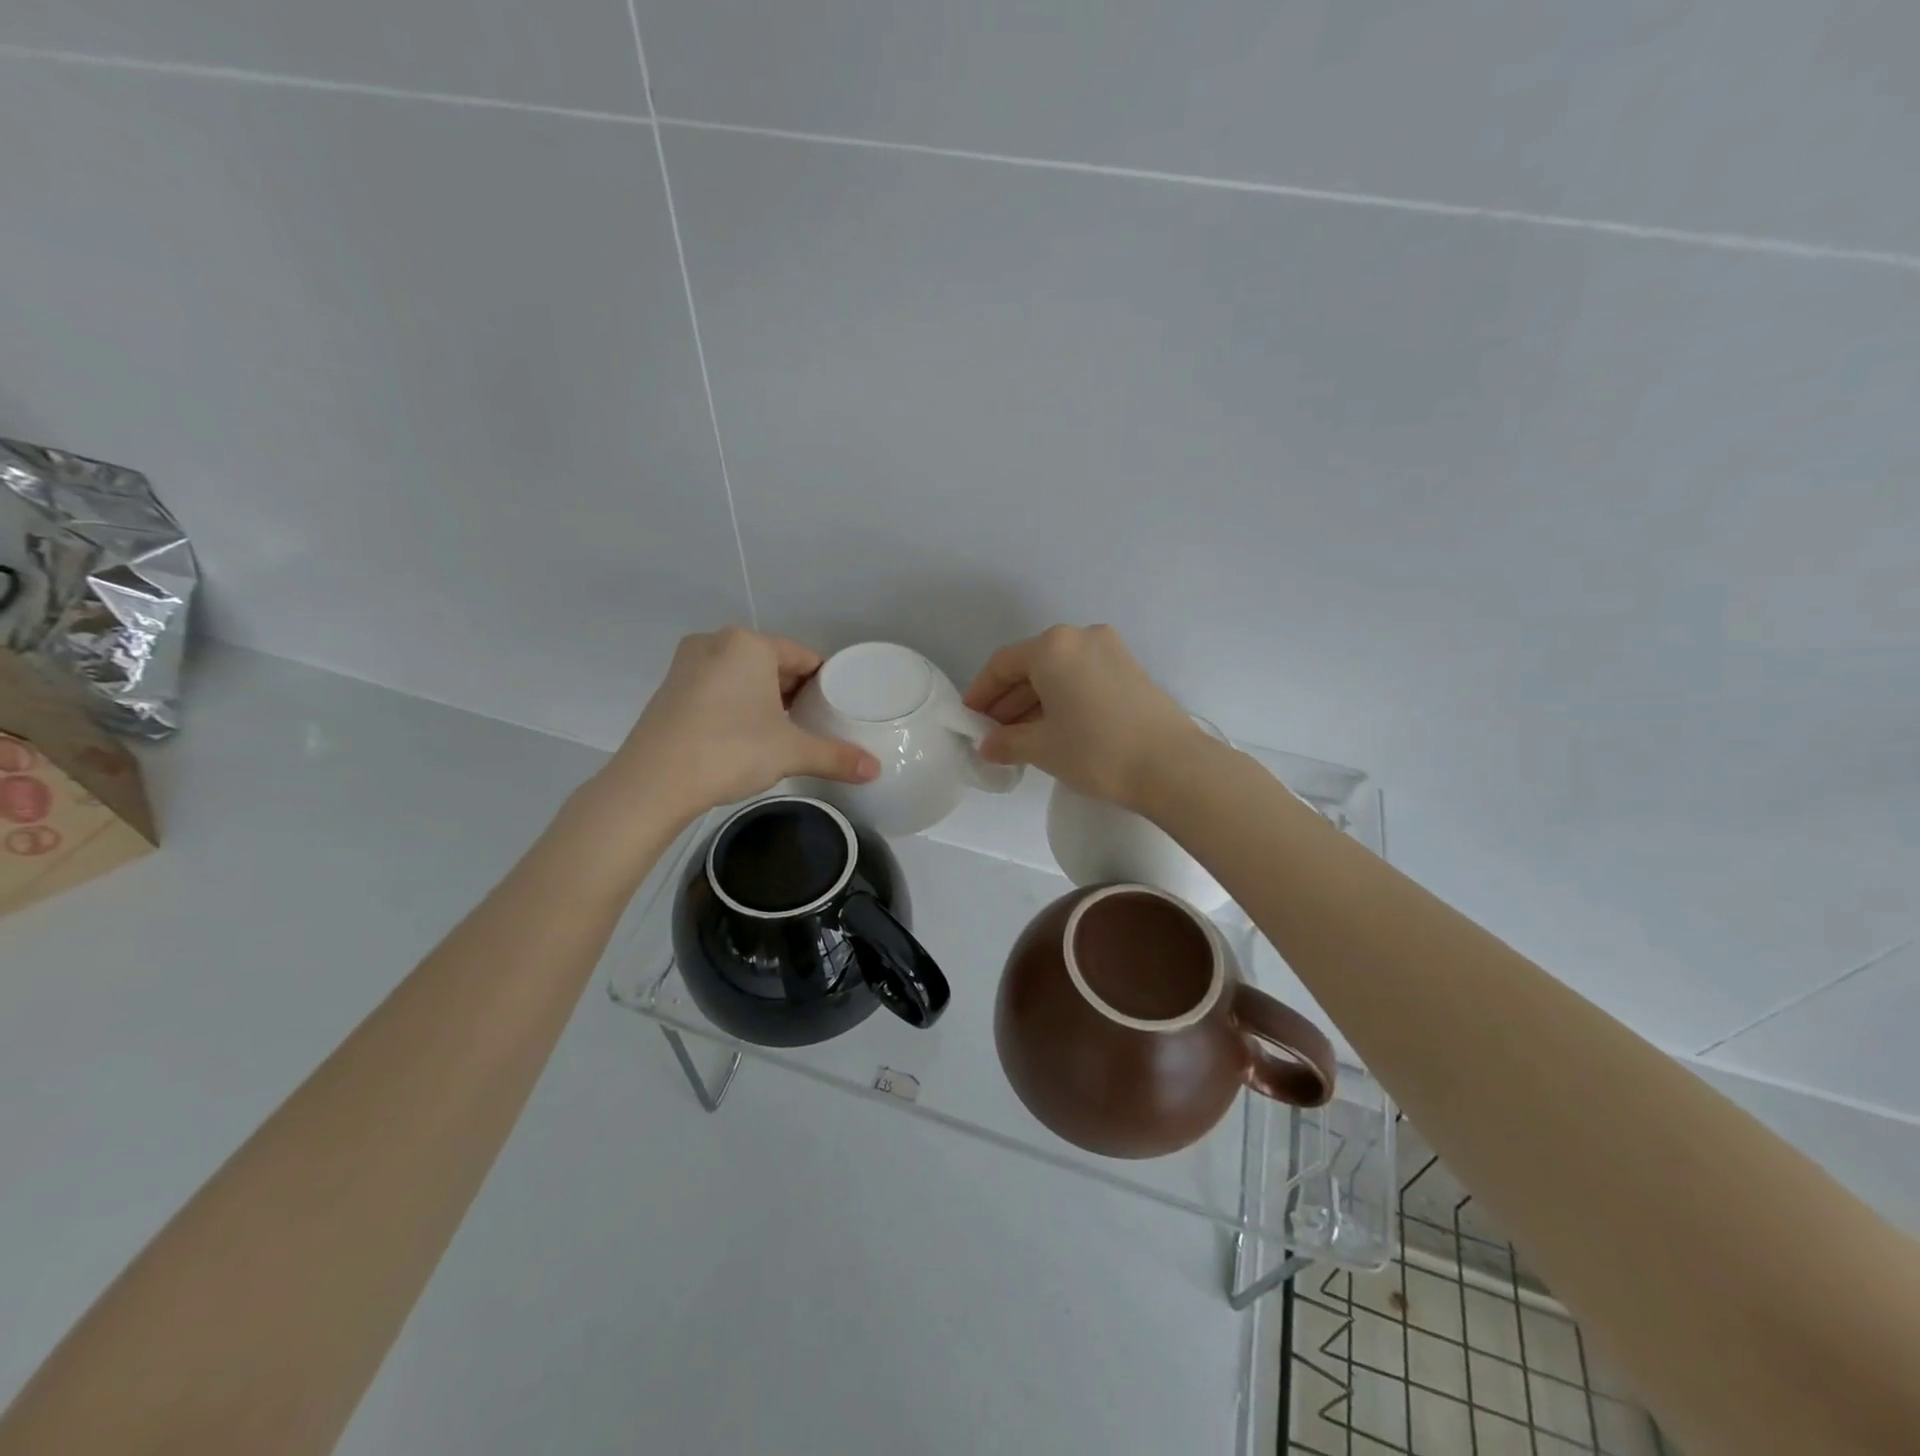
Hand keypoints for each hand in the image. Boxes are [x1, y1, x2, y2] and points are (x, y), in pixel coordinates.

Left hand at [600, 627, 878, 824]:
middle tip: (812, 724)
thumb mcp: (791, 752)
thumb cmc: (730, 750)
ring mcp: (686, 665)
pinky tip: (742, 737)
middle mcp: (715, 642)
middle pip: (771, 664)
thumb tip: (876, 770)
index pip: (802, 657)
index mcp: (749, 644)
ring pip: (741, 676)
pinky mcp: (668, 690)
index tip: (835, 710)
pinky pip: (716, 689)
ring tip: (781, 732)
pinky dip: (734, 706)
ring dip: (763, 699)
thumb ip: (836, 756)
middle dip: (792, 691)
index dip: (824, 683)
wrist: (653, 782)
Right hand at [962, 624, 1205, 810]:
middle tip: (992, 733)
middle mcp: (1081, 637)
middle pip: (1031, 665)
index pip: (1002, 664)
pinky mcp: (1130, 669)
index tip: (970, 719)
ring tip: (1019, 737)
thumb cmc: (1096, 751)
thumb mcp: (1042, 748)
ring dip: (1034, 702)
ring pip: (1058, 672)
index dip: (981, 693)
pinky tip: (1053, 729)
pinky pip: (1082, 678)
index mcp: (1053, 647)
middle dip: (1008, 699)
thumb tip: (988, 746)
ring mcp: (1110, 651)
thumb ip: (1007, 741)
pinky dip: (1062, 699)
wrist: (1172, 766)